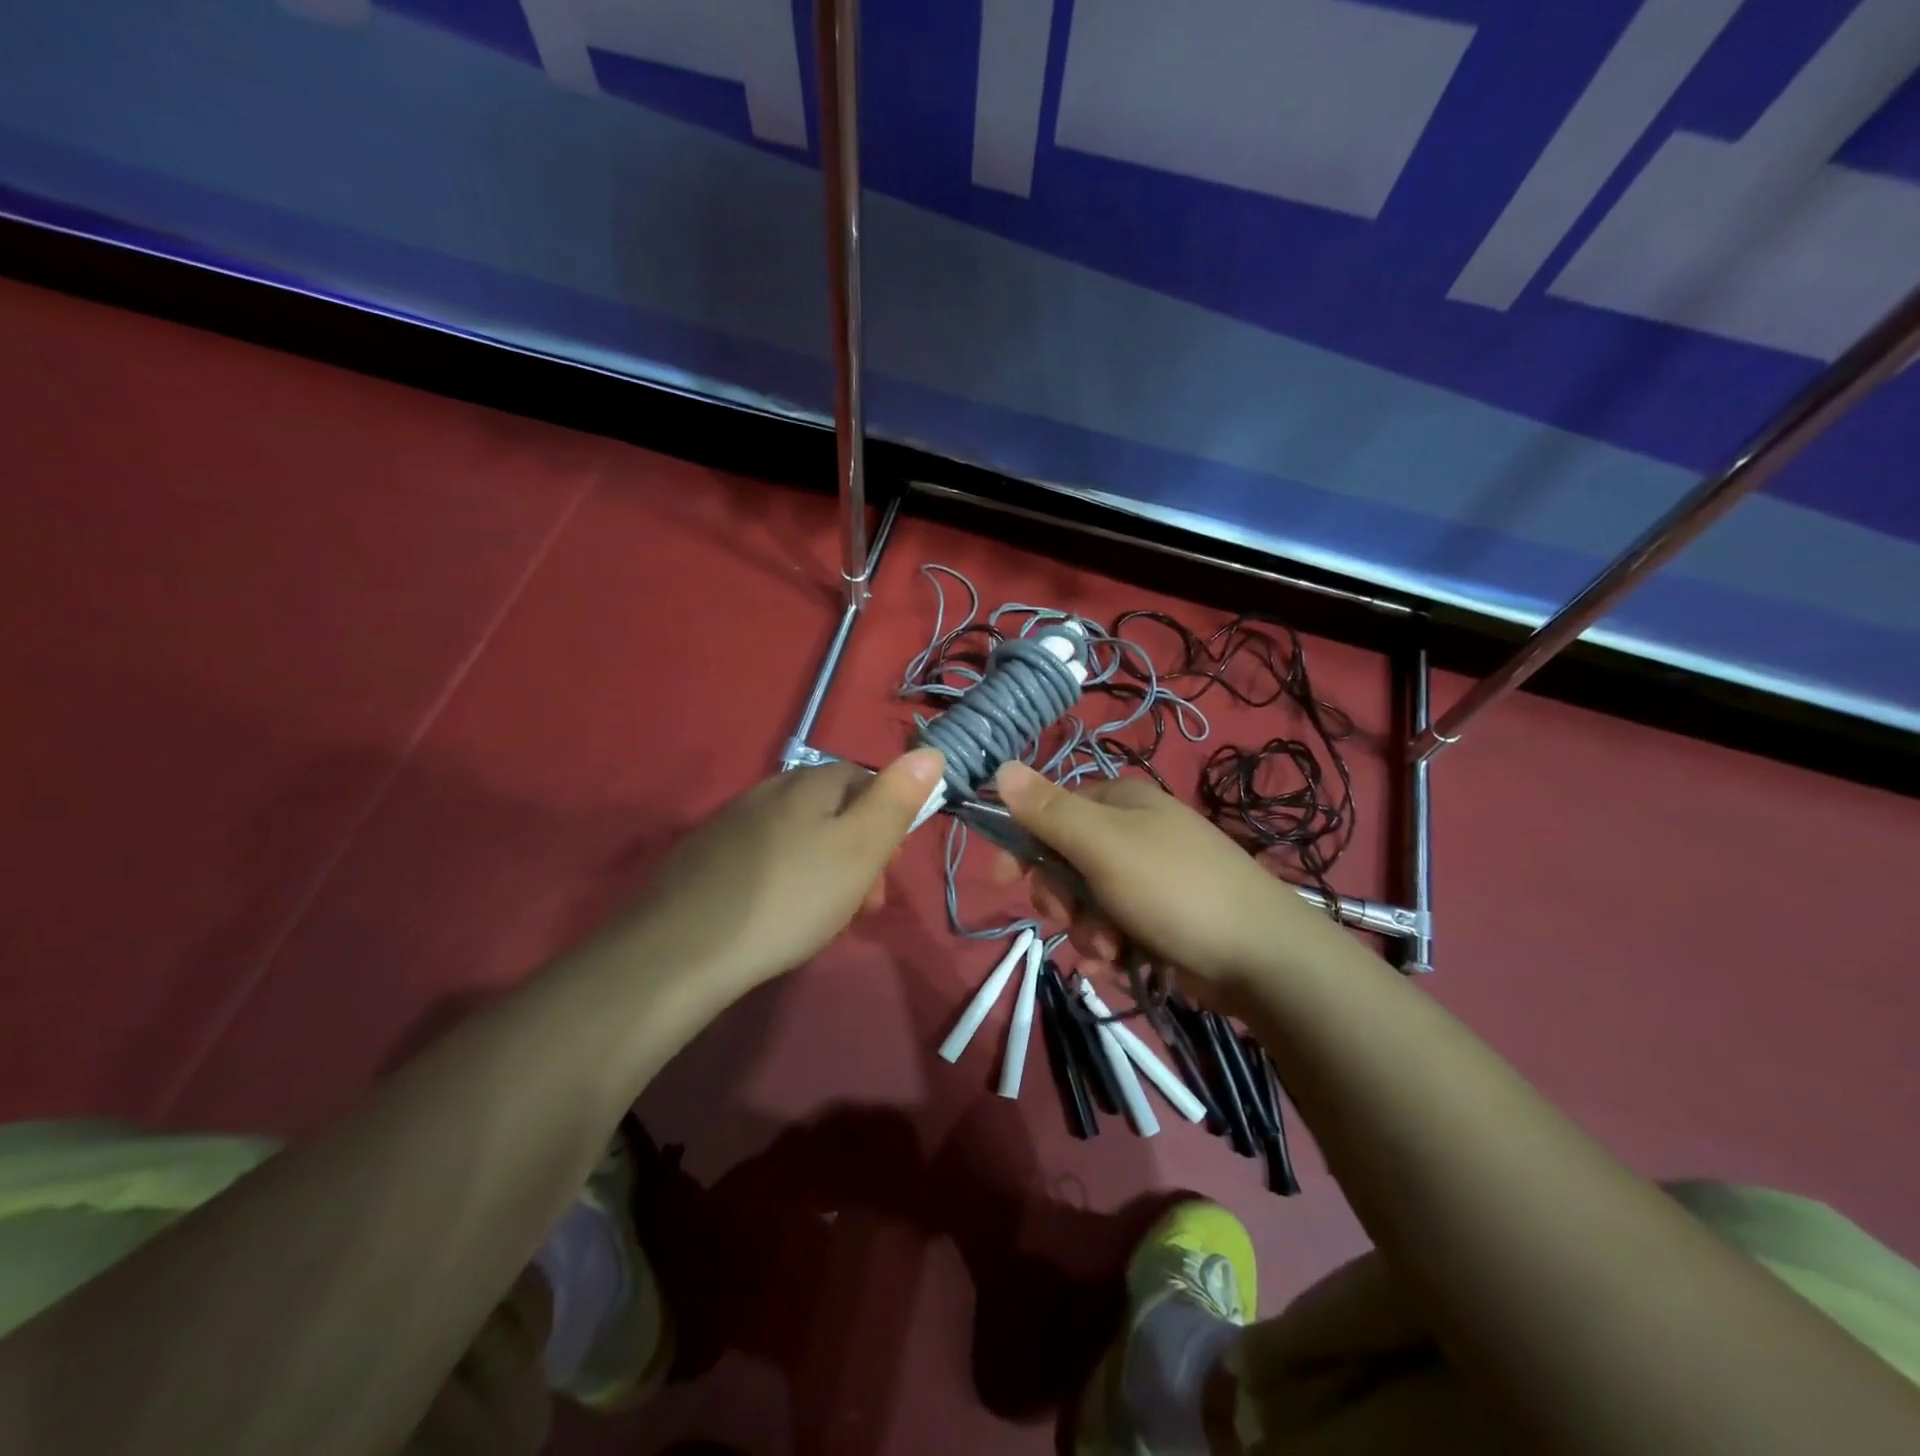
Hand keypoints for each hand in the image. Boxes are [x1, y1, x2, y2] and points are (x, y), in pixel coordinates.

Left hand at [623, 748, 945, 1002]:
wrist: (680, 951)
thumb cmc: (788, 898)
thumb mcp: (859, 850)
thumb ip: (896, 800)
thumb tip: (931, 751)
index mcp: (807, 784)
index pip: (863, 779)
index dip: (887, 820)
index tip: (889, 869)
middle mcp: (767, 791)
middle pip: (830, 811)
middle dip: (858, 853)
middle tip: (863, 907)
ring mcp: (730, 824)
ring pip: (797, 838)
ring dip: (824, 872)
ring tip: (825, 922)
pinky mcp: (704, 859)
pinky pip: (763, 860)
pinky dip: (785, 883)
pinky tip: (779, 919)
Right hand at [992, 762, 1350, 1004]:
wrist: (1262, 956)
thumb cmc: (1174, 888)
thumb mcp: (1102, 845)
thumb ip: (1048, 811)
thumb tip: (1000, 766)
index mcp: (1118, 802)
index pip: (1049, 812)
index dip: (1023, 845)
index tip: (1004, 880)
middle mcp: (1132, 834)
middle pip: (1064, 864)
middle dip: (1063, 901)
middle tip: (1077, 919)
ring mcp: (1149, 878)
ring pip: (1086, 905)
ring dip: (1089, 933)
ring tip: (1114, 951)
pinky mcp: (1161, 919)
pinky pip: (1114, 932)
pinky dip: (1113, 952)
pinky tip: (1127, 966)